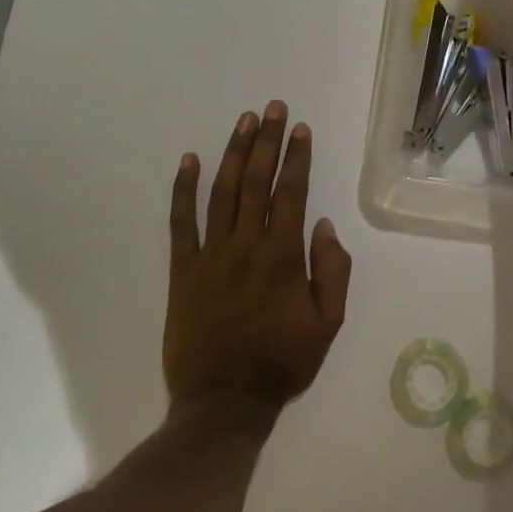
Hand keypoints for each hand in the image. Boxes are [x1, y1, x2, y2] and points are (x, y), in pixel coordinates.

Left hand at [165, 102, 351, 415]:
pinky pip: (180, 222)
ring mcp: (210, 255)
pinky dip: (183, 189)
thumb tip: (324, 226)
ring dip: (234, 153)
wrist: (223, 403)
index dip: (297, 157)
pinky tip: (189, 160)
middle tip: (273, 108)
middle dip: (267, 141)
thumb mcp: (327, 324)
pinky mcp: (182, 270)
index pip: (291, 192)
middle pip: (256, 181)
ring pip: (222, 191)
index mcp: (283, 256)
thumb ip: (332, 272)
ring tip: (244, 122)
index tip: (300, 129)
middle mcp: (246, 245)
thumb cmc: (282, 363)